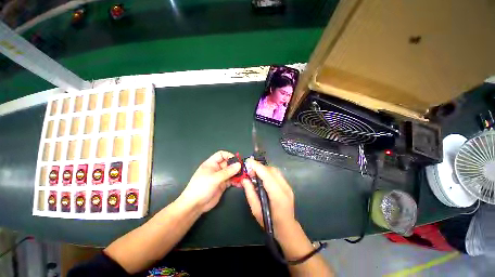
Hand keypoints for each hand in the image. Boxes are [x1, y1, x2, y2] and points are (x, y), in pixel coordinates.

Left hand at [178, 151, 240, 212]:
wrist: (195, 205)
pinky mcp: (223, 184)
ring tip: (244, 176)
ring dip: (237, 173)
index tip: (237, 161)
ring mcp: (220, 177)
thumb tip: (239, 165)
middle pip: (228, 163)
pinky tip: (241, 183)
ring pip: (231, 172)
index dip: (229, 156)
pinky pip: (231, 180)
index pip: (221, 155)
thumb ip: (227, 171)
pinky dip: (236, 181)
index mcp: (211, 163)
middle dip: (236, 166)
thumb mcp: (215, 178)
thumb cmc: (202, 187)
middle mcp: (216, 169)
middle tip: (244, 169)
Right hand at [242, 159, 298, 241]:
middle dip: (259, 167)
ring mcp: (288, 186)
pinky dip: (268, 172)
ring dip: (264, 169)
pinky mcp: (288, 185)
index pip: (267, 176)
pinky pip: (276, 174)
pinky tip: (262, 177)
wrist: (287, 228)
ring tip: (254, 174)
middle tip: (249, 171)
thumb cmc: (270, 223)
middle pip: (272, 171)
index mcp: (278, 196)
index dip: (257, 167)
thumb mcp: (256, 210)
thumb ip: (250, 193)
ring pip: (275, 171)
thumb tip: (244, 179)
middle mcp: (285, 188)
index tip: (248, 161)